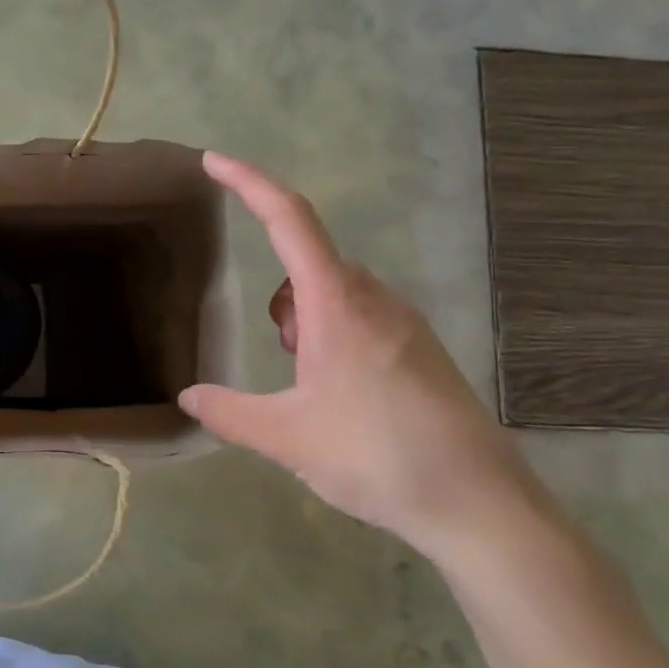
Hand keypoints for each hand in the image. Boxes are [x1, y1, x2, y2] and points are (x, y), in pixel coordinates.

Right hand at [180, 152, 546, 564]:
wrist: (480, 505)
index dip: (249, 184)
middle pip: (310, 262)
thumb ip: (229, 412)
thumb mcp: (286, 437)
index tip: (213, 162)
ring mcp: (405, 323)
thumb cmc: (377, 457)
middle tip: (282, 360)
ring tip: (310, 385)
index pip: (289, 221)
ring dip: (306, 319)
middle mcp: (375, 300)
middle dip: (281, 300)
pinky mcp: (421, 350)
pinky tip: (342, 395)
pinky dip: (334, 335)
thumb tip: (189, 396)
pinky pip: (362, 315)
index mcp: (338, 306)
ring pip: (336, 291)